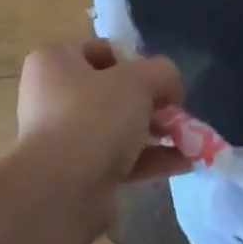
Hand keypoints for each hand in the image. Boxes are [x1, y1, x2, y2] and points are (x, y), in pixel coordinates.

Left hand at [16, 40, 194, 232]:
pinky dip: (150, 160)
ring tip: (191, 141)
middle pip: (113, 92)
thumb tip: (170, 86)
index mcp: (55, 63)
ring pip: (118, 128)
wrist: (60, 192)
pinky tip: (184, 163)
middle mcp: (52, 98)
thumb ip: (163, 73)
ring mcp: (62, 139)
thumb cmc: (94, 117)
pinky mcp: (76, 176)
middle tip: (177, 113)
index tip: (160, 80)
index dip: (136, 62)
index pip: (102, 51)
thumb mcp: (139, 80)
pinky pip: (118, 160)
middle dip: (151, 103)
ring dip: (155, 133)